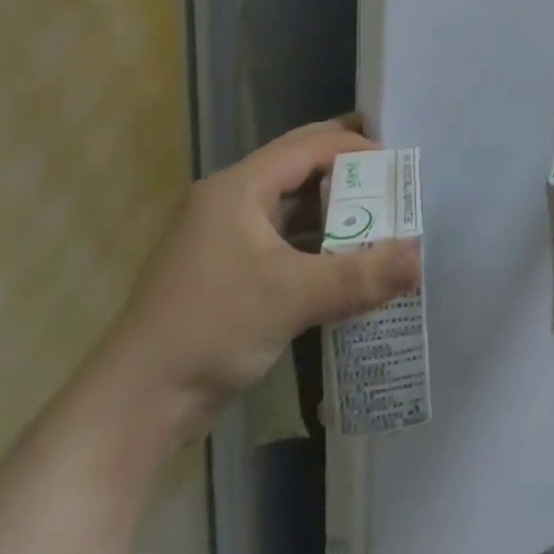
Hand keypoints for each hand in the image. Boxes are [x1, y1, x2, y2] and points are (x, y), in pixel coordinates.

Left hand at [101, 116, 421, 445]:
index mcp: (238, 188)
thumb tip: (420, 257)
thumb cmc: (210, 330)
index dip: (355, 148)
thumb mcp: (292, 298)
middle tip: (394, 186)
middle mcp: (229, 201)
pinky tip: (344, 262)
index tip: (398, 167)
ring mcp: (224, 238)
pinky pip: (281, 240)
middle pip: (298, 168)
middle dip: (347, 174)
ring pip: (290, 206)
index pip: (308, 146)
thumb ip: (360, 275)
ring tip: (379, 221)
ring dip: (332, 211)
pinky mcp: (225, 272)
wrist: (133, 408)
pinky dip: (315, 244)